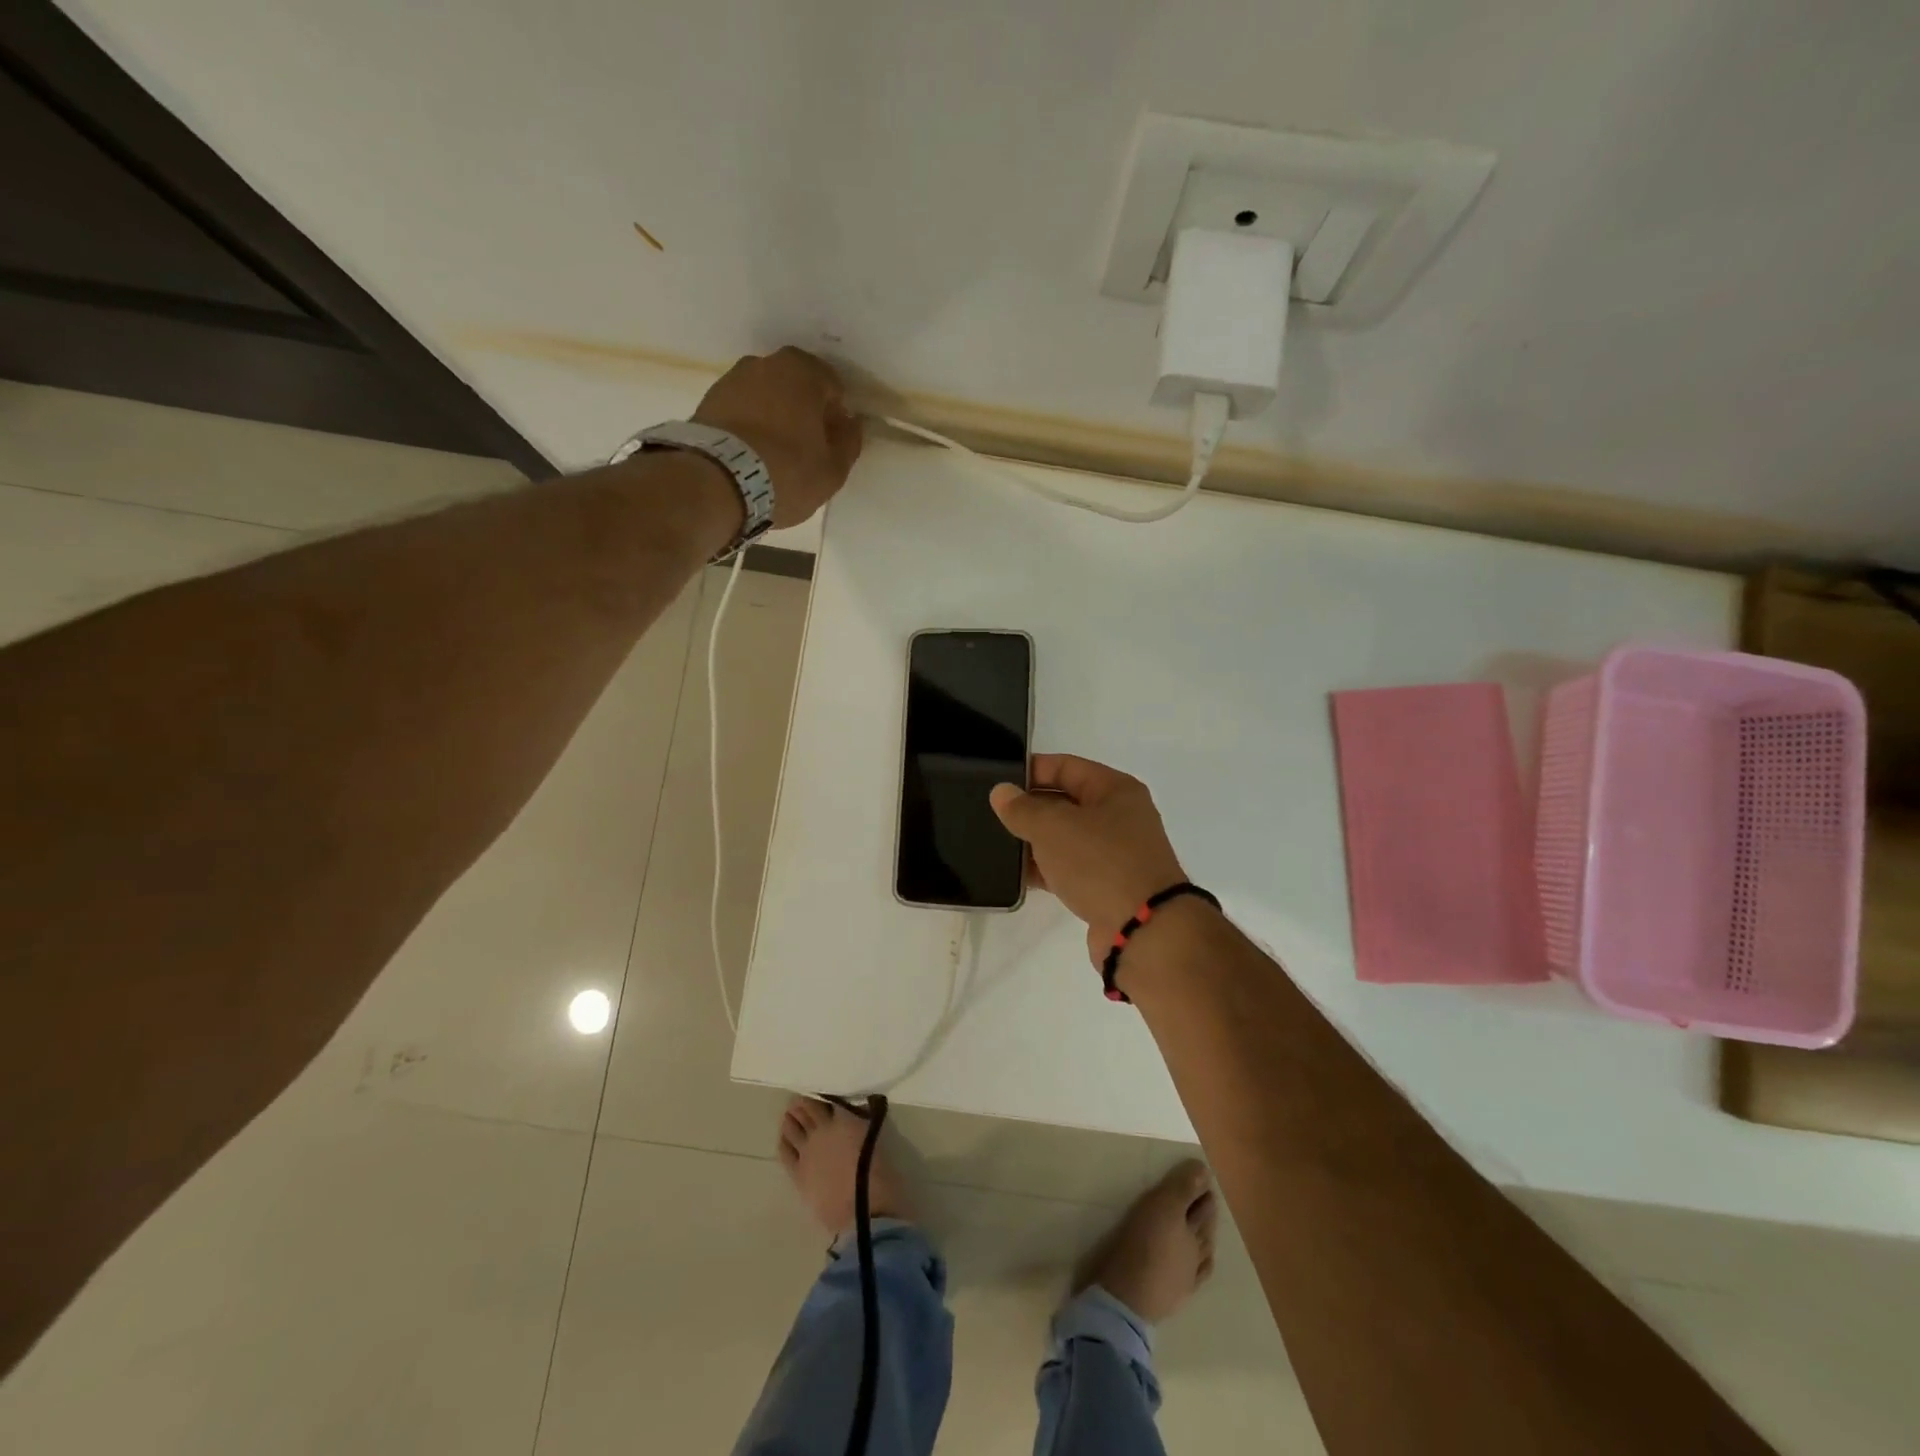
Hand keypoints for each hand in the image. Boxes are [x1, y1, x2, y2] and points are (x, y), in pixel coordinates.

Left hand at [694, 347, 863, 525]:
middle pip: (796, 388)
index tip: (832, 444)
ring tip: (774, 457)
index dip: (836, 417)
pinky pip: (741, 412)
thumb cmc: (787, 472)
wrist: (717, 482)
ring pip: (766, 398)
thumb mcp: (832, 469)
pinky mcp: (707, 402)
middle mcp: (765, 363)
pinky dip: (749, 427)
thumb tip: (851, 424)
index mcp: (802, 370)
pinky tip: (751, 457)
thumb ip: (849, 442)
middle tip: (806, 450)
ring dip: (774, 419)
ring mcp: (731, 379)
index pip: (832, 388)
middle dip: (803, 413)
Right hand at [989, 755, 1186, 957]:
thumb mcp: (1053, 827)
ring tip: (996, 844)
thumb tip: (1001, 792)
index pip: (1066, 766)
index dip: (1031, 770)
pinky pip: (1069, 869)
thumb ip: (1023, 808)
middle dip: (1030, 807)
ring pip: (1065, 838)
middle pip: (1065, 802)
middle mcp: (1119, 817)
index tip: (997, 780)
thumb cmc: (1100, 862)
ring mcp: (1115, 854)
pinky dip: (1045, 869)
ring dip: (1035, 841)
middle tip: (990, 814)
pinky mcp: (1107, 887)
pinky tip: (1016, 875)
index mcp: (1115, 789)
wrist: (1144, 929)